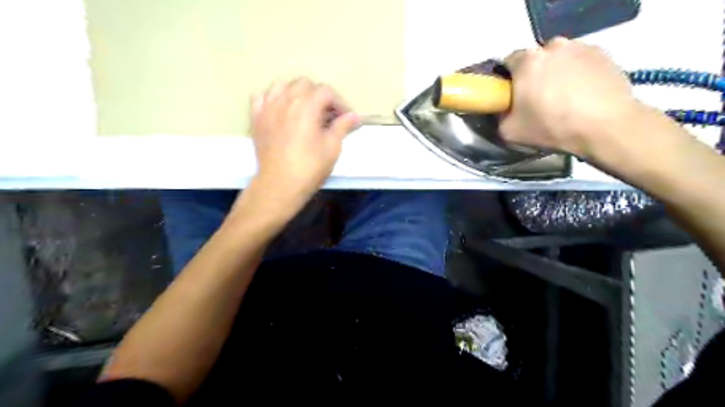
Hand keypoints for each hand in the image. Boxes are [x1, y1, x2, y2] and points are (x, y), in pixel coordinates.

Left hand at [250, 80, 358, 211]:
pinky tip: (280, 111)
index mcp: (306, 105)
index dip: (340, 103)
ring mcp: (267, 108)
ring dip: (296, 93)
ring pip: (282, 86)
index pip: (326, 91)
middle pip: (305, 84)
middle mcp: (285, 100)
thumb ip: (343, 126)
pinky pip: (261, 97)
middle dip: (319, 96)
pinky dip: (273, 100)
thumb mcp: (332, 147)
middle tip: (327, 115)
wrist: (280, 185)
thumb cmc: (309, 167)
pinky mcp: (256, 119)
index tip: (345, 118)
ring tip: (303, 110)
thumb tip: (355, 116)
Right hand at [499, 37, 637, 157]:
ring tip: (563, 99)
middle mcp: (553, 46)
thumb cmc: (552, 127)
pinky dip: (577, 74)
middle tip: (537, 100)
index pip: (508, 63)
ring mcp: (581, 47)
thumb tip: (503, 110)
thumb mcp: (509, 132)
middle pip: (535, 60)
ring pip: (559, 60)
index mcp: (527, 61)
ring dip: (556, 74)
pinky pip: (580, 62)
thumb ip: (499, 116)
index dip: (508, 81)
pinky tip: (582, 95)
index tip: (513, 97)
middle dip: (533, 76)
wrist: (606, 127)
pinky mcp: (603, 54)